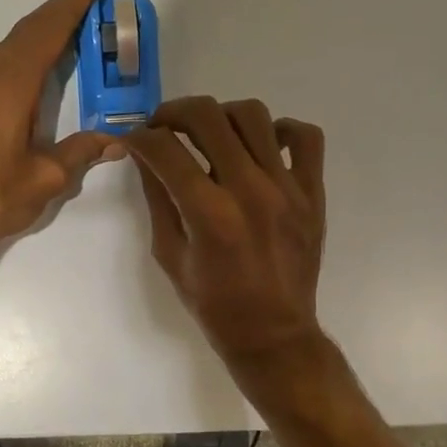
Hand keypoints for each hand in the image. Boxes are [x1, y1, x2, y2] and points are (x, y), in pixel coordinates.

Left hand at [0, 0, 125, 265]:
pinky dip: (14, 60)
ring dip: (33, 37)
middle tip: (88, 5)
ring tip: (63, 38)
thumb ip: (80, 153)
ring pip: (2, 52)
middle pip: (22, 34)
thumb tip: (116, 140)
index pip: (44, 34)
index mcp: (9, 90)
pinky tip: (23, 80)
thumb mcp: (45, 180)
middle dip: (56, 14)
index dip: (71, 7)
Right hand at [124, 96, 327, 368]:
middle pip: (207, 116)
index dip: (140, 138)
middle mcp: (250, 190)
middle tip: (163, 126)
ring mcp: (286, 187)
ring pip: (253, 115)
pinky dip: (281, 130)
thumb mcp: (170, 255)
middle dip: (173, 112)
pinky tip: (261, 146)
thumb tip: (146, 156)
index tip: (134, 140)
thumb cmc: (213, 303)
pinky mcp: (312, 192)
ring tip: (210, 134)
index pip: (165, 149)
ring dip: (221, 116)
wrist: (273, 333)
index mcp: (209, 214)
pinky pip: (306, 137)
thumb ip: (158, 199)